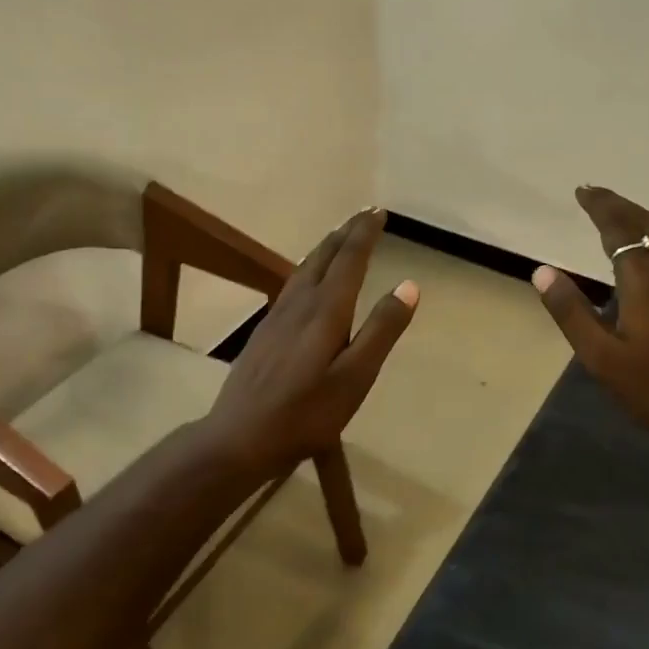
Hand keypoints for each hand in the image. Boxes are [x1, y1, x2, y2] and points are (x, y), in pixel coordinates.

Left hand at [205, 208, 419, 475]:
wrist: (240, 436)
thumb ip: (381, 331)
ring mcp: (276, 316)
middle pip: (323, 257)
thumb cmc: (306, 413)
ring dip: (325, 247)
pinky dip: (308, 267)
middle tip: (364, 215)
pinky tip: (306, 279)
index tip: (379, 212)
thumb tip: (409, 285)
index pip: (349, 259)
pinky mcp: (264, 332)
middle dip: (346, 233)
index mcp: (325, 310)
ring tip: (339, 237)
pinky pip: (292, 284)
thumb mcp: (355, 377)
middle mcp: (298, 303)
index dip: (364, 234)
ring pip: (303, 268)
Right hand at [532, 186, 648, 446]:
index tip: (582, 191)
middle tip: (596, 194)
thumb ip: (571, 312)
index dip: (599, 207)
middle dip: (620, 205)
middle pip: (647, 223)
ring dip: (643, 219)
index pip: (618, 229)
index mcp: (644, 278)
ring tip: (622, 215)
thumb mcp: (601, 356)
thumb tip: (542, 272)